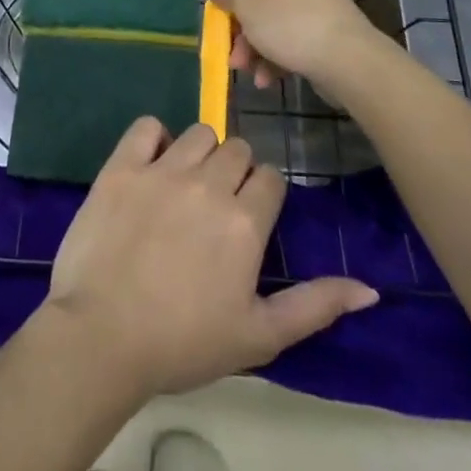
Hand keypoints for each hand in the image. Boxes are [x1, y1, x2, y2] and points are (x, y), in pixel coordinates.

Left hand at [43, 118, 377, 398]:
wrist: (101, 338)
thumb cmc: (184, 343)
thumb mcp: (259, 336)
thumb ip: (315, 306)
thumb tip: (369, 288)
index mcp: (245, 221)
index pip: (271, 178)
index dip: (263, 196)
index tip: (248, 221)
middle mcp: (208, 183)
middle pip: (238, 150)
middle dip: (235, 173)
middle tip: (216, 208)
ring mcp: (162, 170)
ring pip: (199, 133)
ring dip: (200, 154)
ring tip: (185, 187)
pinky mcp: (121, 167)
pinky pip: (147, 126)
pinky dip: (154, 137)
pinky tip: (151, 164)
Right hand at [203, 0, 389, 97]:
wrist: (346, 57)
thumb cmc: (286, 20)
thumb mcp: (244, 5)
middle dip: (239, 19)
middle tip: (228, 42)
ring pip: (272, 14)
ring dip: (253, 42)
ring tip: (245, 69)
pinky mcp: (325, 23)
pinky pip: (291, 31)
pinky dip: (276, 51)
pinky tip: (267, 78)